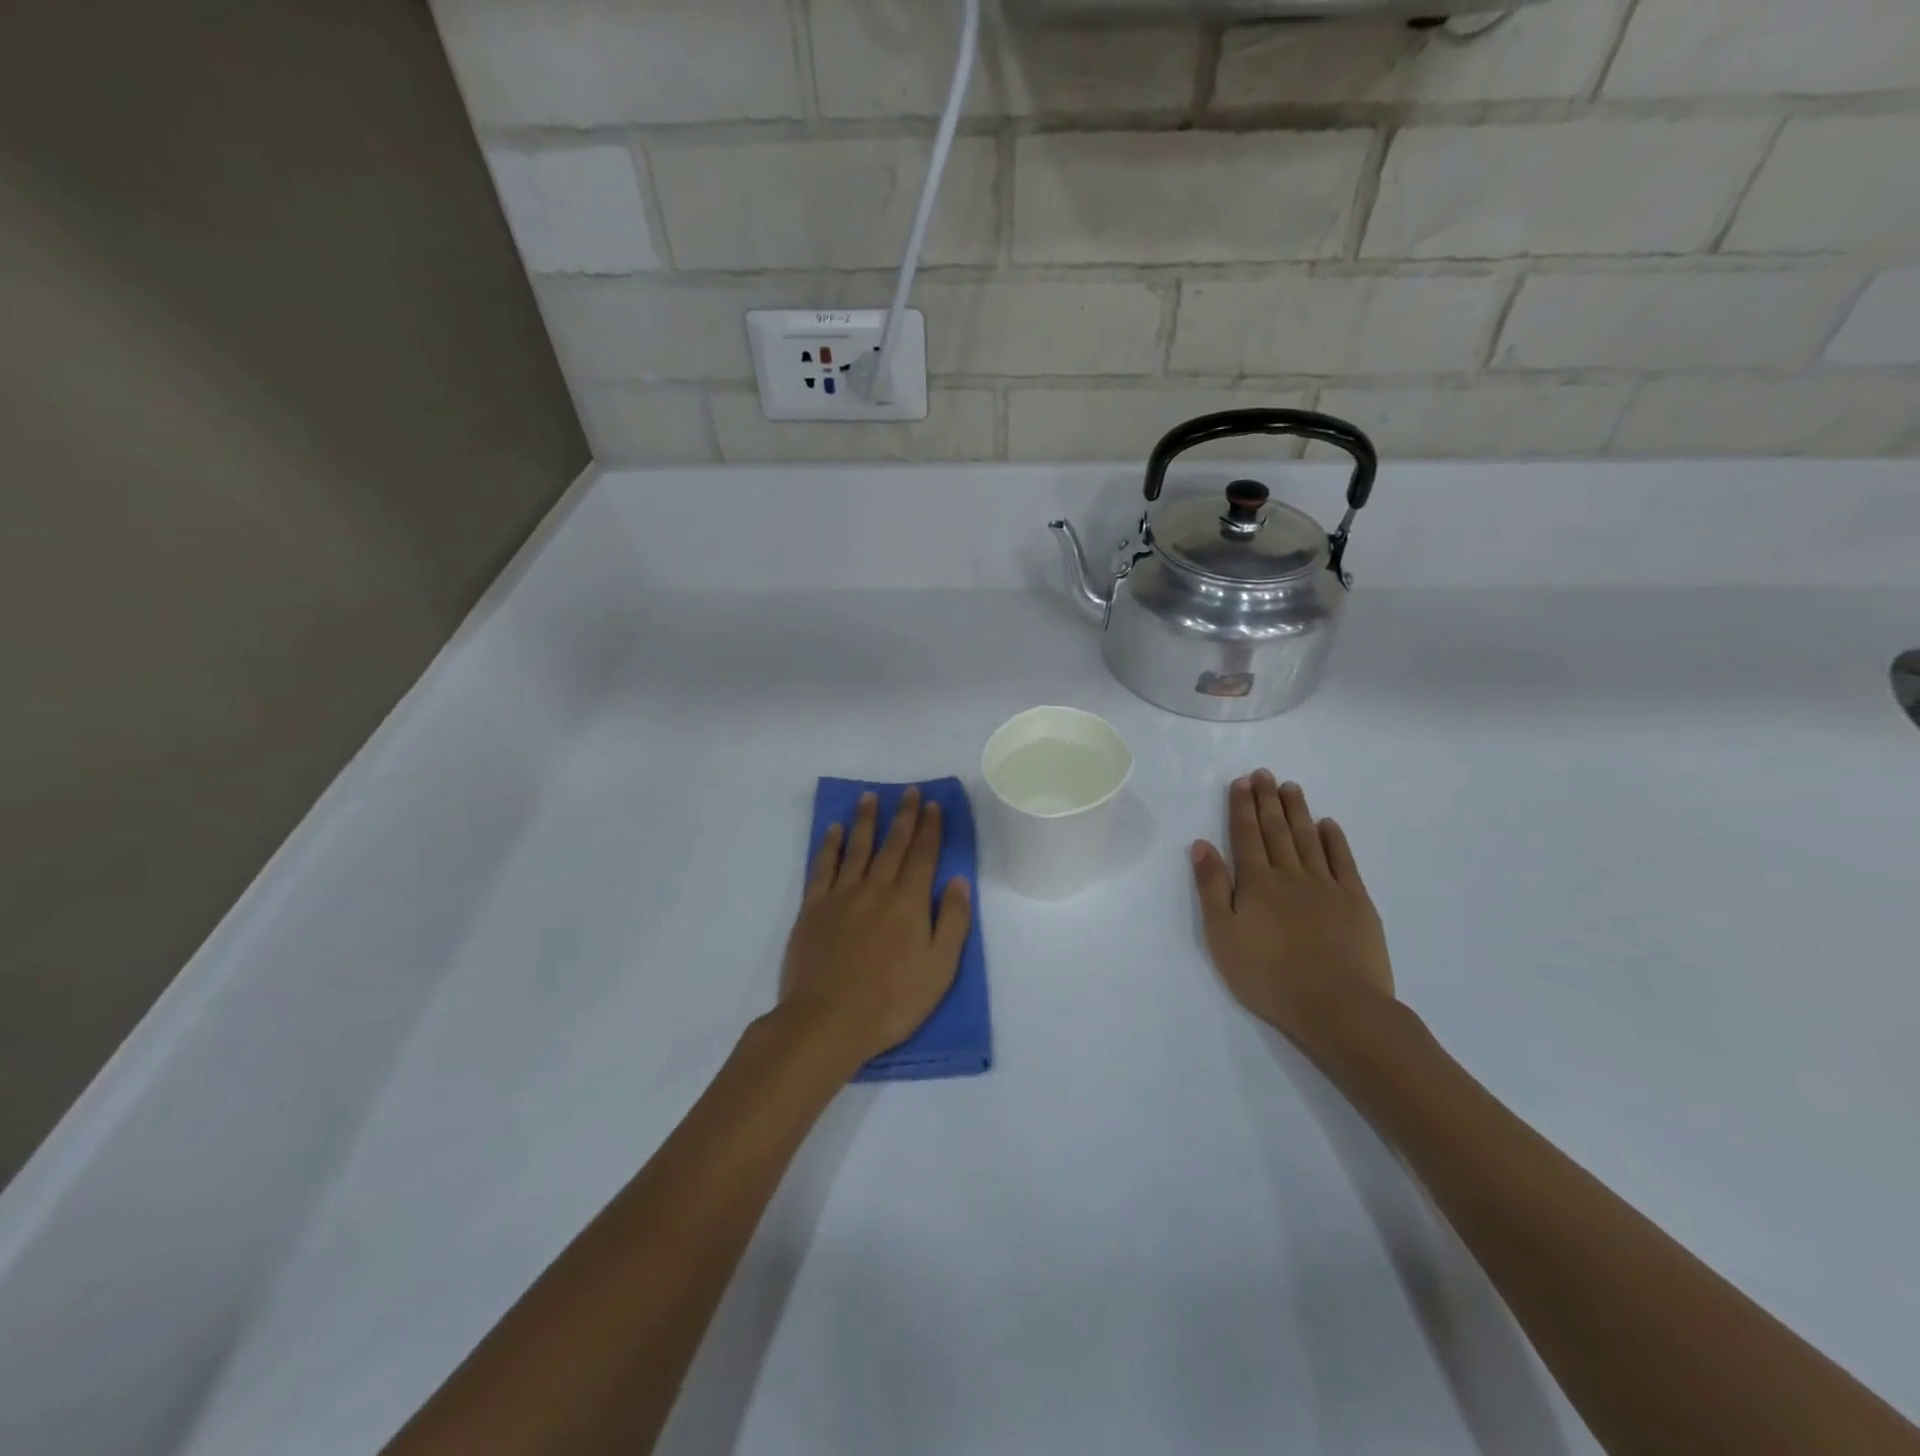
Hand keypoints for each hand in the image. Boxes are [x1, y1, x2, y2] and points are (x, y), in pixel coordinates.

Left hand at [781, 787, 972, 1067]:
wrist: (828, 1021)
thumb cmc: (892, 1001)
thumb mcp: (940, 968)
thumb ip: (953, 922)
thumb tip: (959, 881)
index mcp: (909, 902)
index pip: (923, 855)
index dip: (930, 828)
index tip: (933, 805)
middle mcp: (876, 889)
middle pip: (893, 844)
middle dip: (904, 816)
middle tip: (909, 792)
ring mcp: (841, 896)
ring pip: (857, 847)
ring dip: (866, 820)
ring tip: (870, 797)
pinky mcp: (813, 908)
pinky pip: (822, 867)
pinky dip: (830, 845)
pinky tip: (834, 830)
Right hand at [1191, 771, 1394, 1059]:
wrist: (1337, 1006)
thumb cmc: (1268, 976)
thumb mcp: (1223, 935)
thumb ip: (1212, 887)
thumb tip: (1202, 844)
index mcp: (1256, 882)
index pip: (1245, 835)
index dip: (1242, 806)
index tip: (1242, 781)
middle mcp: (1290, 875)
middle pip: (1277, 830)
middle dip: (1268, 800)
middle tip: (1265, 773)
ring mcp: (1327, 886)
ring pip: (1308, 839)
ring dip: (1298, 811)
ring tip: (1290, 788)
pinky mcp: (1356, 903)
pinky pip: (1343, 862)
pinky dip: (1335, 840)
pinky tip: (1329, 824)